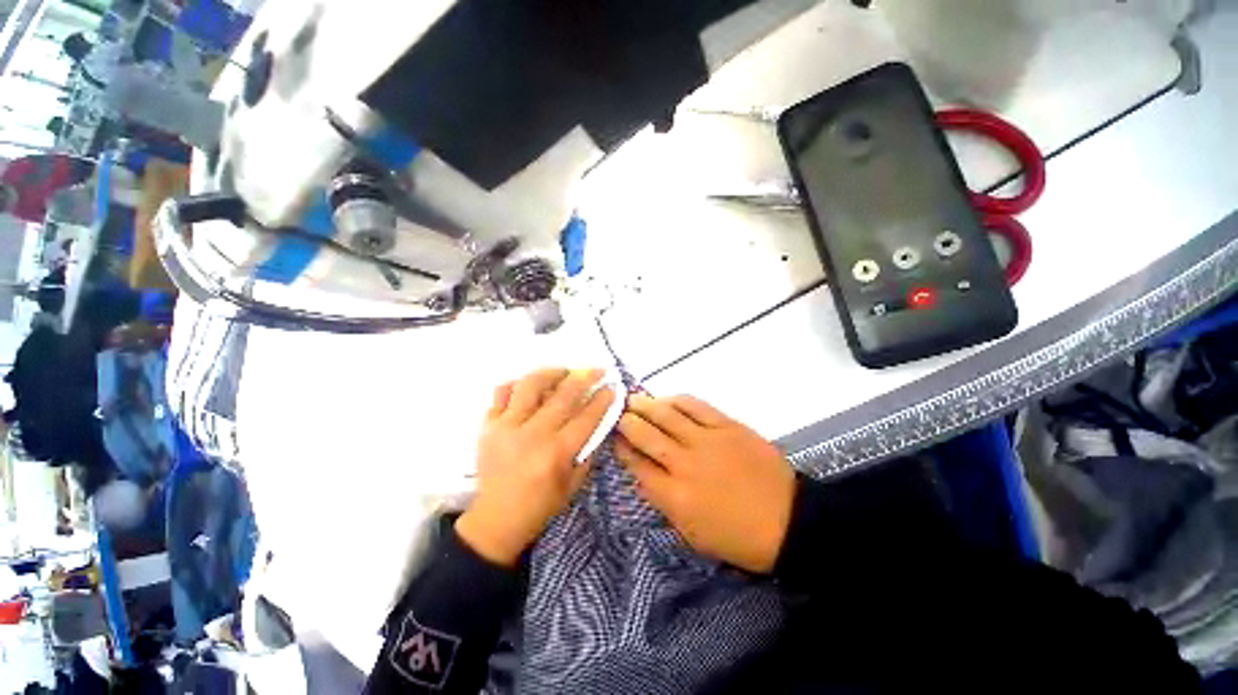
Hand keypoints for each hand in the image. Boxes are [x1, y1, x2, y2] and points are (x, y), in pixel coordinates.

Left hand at [456, 368, 614, 566]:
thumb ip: (588, 451)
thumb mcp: (574, 484)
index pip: (587, 416)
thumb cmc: (540, 506)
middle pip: (564, 395)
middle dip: (585, 377)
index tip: (611, 387)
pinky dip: (517, 384)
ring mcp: (507, 427)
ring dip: (551, 373)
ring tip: (563, 372)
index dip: (602, 399)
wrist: (496, 520)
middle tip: (597, 371)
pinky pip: (501, 393)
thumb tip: (599, 422)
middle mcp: (533, 435)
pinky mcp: (488, 426)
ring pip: (531, 385)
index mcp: (557, 453)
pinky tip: (529, 387)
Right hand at [615, 394, 795, 573]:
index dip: (621, 449)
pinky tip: (667, 399)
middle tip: (618, 414)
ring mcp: (706, 441)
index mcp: (674, 497)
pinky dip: (677, 400)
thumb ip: (664, 501)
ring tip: (633, 400)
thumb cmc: (737, 536)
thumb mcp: (692, 533)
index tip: (614, 439)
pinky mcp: (726, 426)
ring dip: (646, 406)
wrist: (788, 521)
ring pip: (667, 416)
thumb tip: (645, 473)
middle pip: (646, 436)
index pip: (637, 466)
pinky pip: (696, 407)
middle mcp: (684, 464)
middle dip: (627, 423)